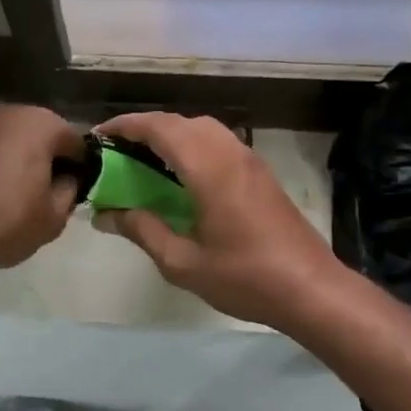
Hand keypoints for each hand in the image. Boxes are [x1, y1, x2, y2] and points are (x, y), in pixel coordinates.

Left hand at [0, 102, 82, 278]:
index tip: (70, 190)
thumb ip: (68, 193)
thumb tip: (65, 181)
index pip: (72, 140)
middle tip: (32, 195)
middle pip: (30, 132)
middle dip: (36, 158)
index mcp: (37, 124)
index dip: (77, 166)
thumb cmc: (0, 223)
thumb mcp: (51, 220)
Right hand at [90, 112, 347, 328]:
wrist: (311, 289)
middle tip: (117, 151)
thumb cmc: (245, 278)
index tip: (98, 136)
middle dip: (145, 128)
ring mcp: (249, 160)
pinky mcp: (261, 173)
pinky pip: (219, 142)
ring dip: (171, 134)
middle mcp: (229, 152)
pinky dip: (192, 145)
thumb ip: (142, 230)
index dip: (125, 125)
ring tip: (145, 160)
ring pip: (203, 128)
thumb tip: (105, 215)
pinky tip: (181, 176)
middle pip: (180, 122)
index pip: (159, 127)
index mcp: (208, 168)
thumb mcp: (182, 262)